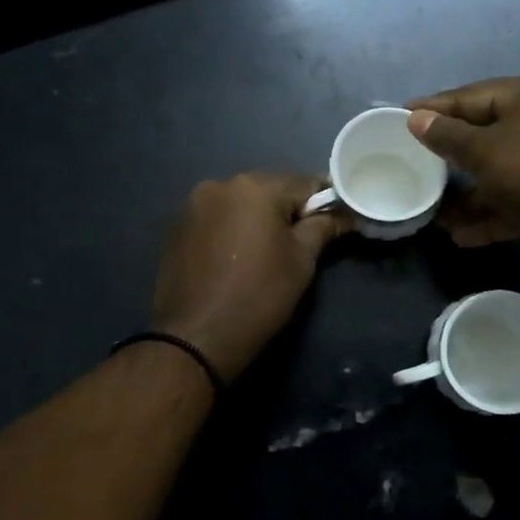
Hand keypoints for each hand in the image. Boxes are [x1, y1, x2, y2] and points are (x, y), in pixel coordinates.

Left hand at [149, 171, 350, 380]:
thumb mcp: (301, 261)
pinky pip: (216, 219)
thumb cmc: (259, 296)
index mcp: (254, 186)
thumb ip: (323, 227)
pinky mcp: (176, 228)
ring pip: (239, 203)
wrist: (196, 337)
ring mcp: (192, 205)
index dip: (325, 201)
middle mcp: (219, 184)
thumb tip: (343, 213)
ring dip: (256, 219)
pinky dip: (231, 230)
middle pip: (268, 189)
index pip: (304, 182)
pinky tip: (236, 257)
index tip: (336, 221)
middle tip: (302, 241)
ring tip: (266, 252)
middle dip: (288, 210)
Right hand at [407, 75, 519, 248]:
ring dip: (468, 193)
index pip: (472, 95)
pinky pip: (514, 197)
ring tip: (436, 212)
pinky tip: (461, 235)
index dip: (435, 107)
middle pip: (485, 133)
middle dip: (449, 156)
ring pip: (499, 170)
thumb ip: (446, 135)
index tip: (401, 114)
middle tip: (414, 160)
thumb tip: (416, 118)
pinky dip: (490, 212)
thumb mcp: (483, 151)